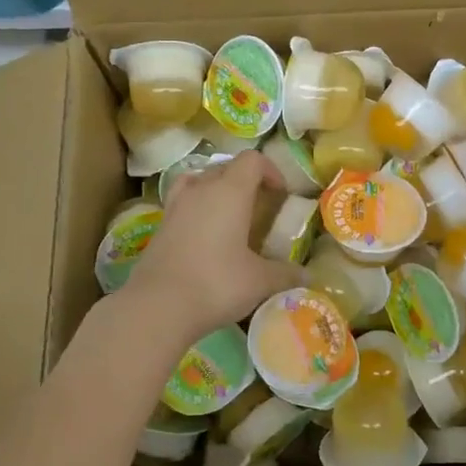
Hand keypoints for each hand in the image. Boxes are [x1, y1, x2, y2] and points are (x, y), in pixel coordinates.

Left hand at [123, 151, 301, 343]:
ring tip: (228, 214)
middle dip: (245, 180)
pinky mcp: (159, 226)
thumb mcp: (260, 281)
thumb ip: (285, 274)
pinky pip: (182, 203)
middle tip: (259, 206)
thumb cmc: (216, 283)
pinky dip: (196, 209)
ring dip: (216, 190)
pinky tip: (204, 234)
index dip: (270, 170)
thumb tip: (307, 277)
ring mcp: (175, 206)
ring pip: (199, 181)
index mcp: (230, 191)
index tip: (281, 193)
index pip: (252, 160)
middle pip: (225, 167)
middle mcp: (201, 189)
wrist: (158, 306)